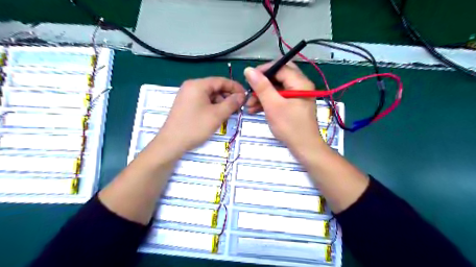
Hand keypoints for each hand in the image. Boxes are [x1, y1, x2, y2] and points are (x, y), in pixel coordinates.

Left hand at [158, 76, 244, 152]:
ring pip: (209, 95)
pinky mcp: (186, 104)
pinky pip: (203, 101)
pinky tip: (218, 116)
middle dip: (228, 96)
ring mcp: (187, 95)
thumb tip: (242, 96)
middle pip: (215, 87)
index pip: (221, 81)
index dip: (235, 87)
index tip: (246, 96)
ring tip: (229, 113)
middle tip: (239, 107)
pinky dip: (213, 107)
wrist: (171, 143)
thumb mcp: (217, 115)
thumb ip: (231, 103)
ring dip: (221, 103)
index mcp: (198, 85)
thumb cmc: (195, 127)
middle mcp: (191, 86)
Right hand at [246, 62, 323, 151]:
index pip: (280, 67)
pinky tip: (255, 109)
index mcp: (300, 82)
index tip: (248, 79)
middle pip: (278, 77)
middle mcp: (300, 85)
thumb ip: (261, 86)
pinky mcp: (293, 105)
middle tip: (250, 92)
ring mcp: (297, 96)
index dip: (263, 71)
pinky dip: (268, 102)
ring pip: (277, 88)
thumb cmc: (290, 126)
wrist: (304, 148)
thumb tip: (249, 70)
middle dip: (262, 84)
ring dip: (262, 95)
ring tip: (249, 105)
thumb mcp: (273, 105)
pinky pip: (279, 98)